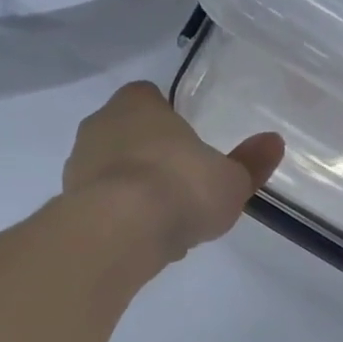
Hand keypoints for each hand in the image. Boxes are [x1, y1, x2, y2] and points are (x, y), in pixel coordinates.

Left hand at [62, 82, 284, 262]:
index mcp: (136, 103)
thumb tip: (274, 143)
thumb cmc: (180, 187)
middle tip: (181, 190)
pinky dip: (121, 221)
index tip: (189, 148)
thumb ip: (250, 163)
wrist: (121, 230)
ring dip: (135, 194)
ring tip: (166, 226)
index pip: (150, 97)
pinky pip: (102, 208)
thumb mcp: (230, 180)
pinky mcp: (68, 205)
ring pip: (112, 175)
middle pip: (129, 137)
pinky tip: (144, 244)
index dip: (170, 121)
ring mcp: (78, 166)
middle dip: (151, 160)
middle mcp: (99, 125)